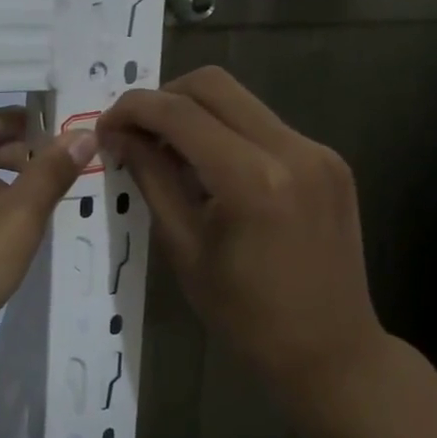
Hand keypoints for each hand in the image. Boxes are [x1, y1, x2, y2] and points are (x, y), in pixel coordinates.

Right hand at [98, 68, 396, 412]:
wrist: (331, 353)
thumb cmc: (246, 316)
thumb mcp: (183, 248)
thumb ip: (151, 179)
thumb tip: (118, 135)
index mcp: (252, 179)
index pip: (179, 112)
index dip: (133, 109)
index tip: (105, 127)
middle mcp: (291, 149)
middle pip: (213, 84)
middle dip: (163, 97)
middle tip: (136, 133)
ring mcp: (318, 151)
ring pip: (241, 100)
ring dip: (195, 113)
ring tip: (169, 152)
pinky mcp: (330, 161)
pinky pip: (265, 125)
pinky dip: (228, 133)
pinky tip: (213, 170)